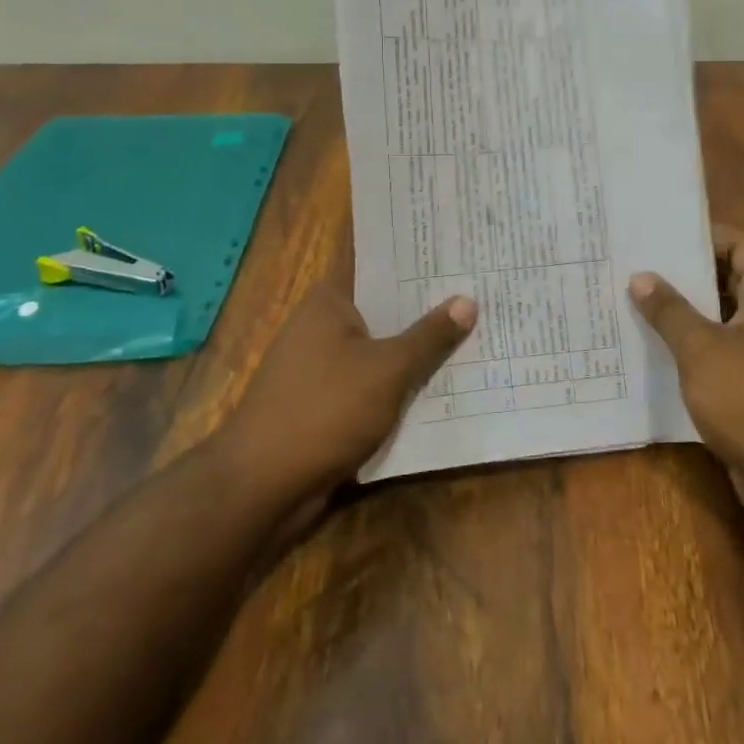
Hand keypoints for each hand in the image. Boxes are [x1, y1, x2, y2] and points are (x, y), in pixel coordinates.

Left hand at [222, 285, 476, 520]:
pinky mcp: (324, 404)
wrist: (263, 487)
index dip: (418, 263)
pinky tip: (441, 385)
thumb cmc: (325, 410)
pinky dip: (399, 385)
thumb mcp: (388, 369)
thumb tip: (469, 300)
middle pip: (384, 310)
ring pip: (380, 351)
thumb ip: (429, 336)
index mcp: (329, 302)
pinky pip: (371, 384)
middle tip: (481, 295)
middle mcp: (322, 326)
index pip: (380, 268)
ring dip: (416, 352)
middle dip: (427, 310)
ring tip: (474, 335)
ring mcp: (321, 367)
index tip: (459, 256)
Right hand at [631, 225, 743, 536]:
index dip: (696, 236)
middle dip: (681, 275)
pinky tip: (651, 348)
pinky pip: (721, 350)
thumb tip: (641, 277)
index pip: (734, 242)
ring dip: (683, 313)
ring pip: (719, 316)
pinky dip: (692, 346)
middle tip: (631, 267)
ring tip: (631, 303)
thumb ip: (670, 310)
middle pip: (724, 277)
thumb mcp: (702, 350)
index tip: (653, 236)